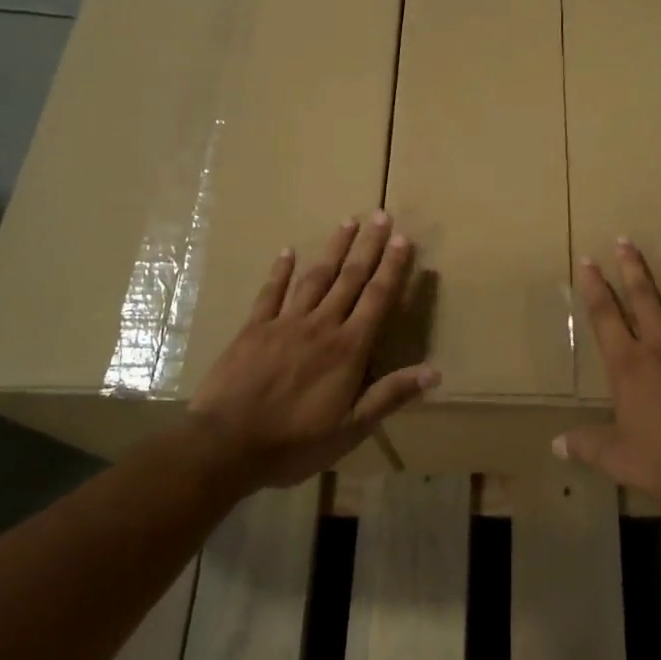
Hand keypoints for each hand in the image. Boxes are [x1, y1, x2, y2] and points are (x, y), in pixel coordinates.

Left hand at [185, 212, 437, 491]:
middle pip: (350, 278)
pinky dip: (280, 271)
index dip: (392, 268)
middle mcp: (321, 325)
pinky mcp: (254, 329)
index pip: (377, 299)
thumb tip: (434, 371)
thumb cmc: (294, 442)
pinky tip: (287, 251)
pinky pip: (270, 293)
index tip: (402, 238)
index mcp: (348, 348)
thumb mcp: (351, 428)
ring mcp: (285, 323)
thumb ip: (390, 395)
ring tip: (347, 222)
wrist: (226, 445)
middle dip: (368, 246)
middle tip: (380, 215)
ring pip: (315, 277)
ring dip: (333, 249)